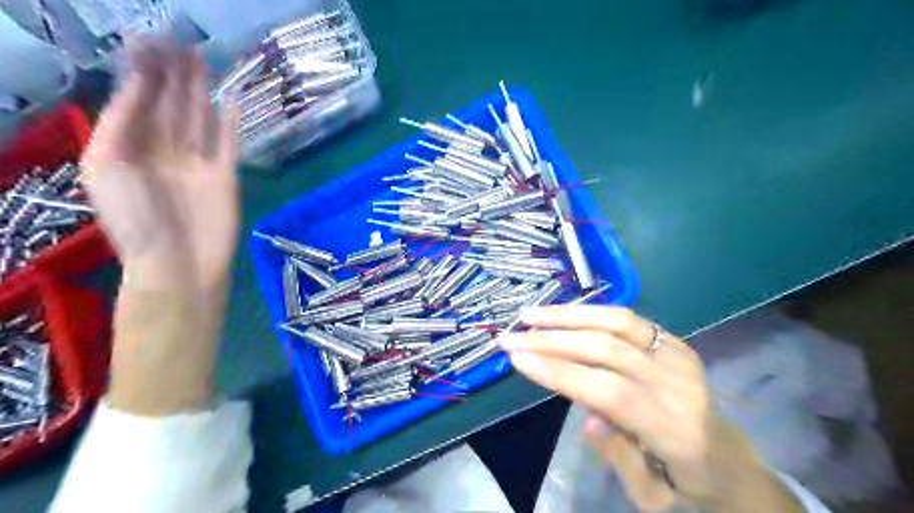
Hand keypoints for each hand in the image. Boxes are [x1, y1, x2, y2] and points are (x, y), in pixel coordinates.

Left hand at [81, 37, 238, 292]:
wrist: (178, 263)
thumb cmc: (135, 220)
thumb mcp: (107, 167)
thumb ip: (120, 124)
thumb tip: (138, 86)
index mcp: (129, 147)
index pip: (137, 101)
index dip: (143, 72)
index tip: (151, 43)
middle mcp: (163, 150)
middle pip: (169, 105)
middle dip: (173, 75)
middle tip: (181, 42)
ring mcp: (197, 163)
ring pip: (198, 119)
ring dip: (200, 91)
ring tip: (202, 60)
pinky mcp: (225, 176)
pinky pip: (228, 144)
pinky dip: (230, 124)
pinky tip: (230, 102)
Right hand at [498, 306, 800, 509]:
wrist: (733, 461)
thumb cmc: (688, 487)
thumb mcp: (652, 498)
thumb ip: (620, 456)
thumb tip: (588, 417)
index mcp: (677, 431)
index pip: (609, 391)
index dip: (560, 372)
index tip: (516, 359)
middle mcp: (680, 384)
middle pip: (608, 349)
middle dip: (553, 340)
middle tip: (511, 337)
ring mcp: (679, 356)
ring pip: (617, 322)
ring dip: (569, 316)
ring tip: (531, 315)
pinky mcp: (674, 342)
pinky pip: (627, 319)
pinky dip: (590, 313)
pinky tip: (563, 314)